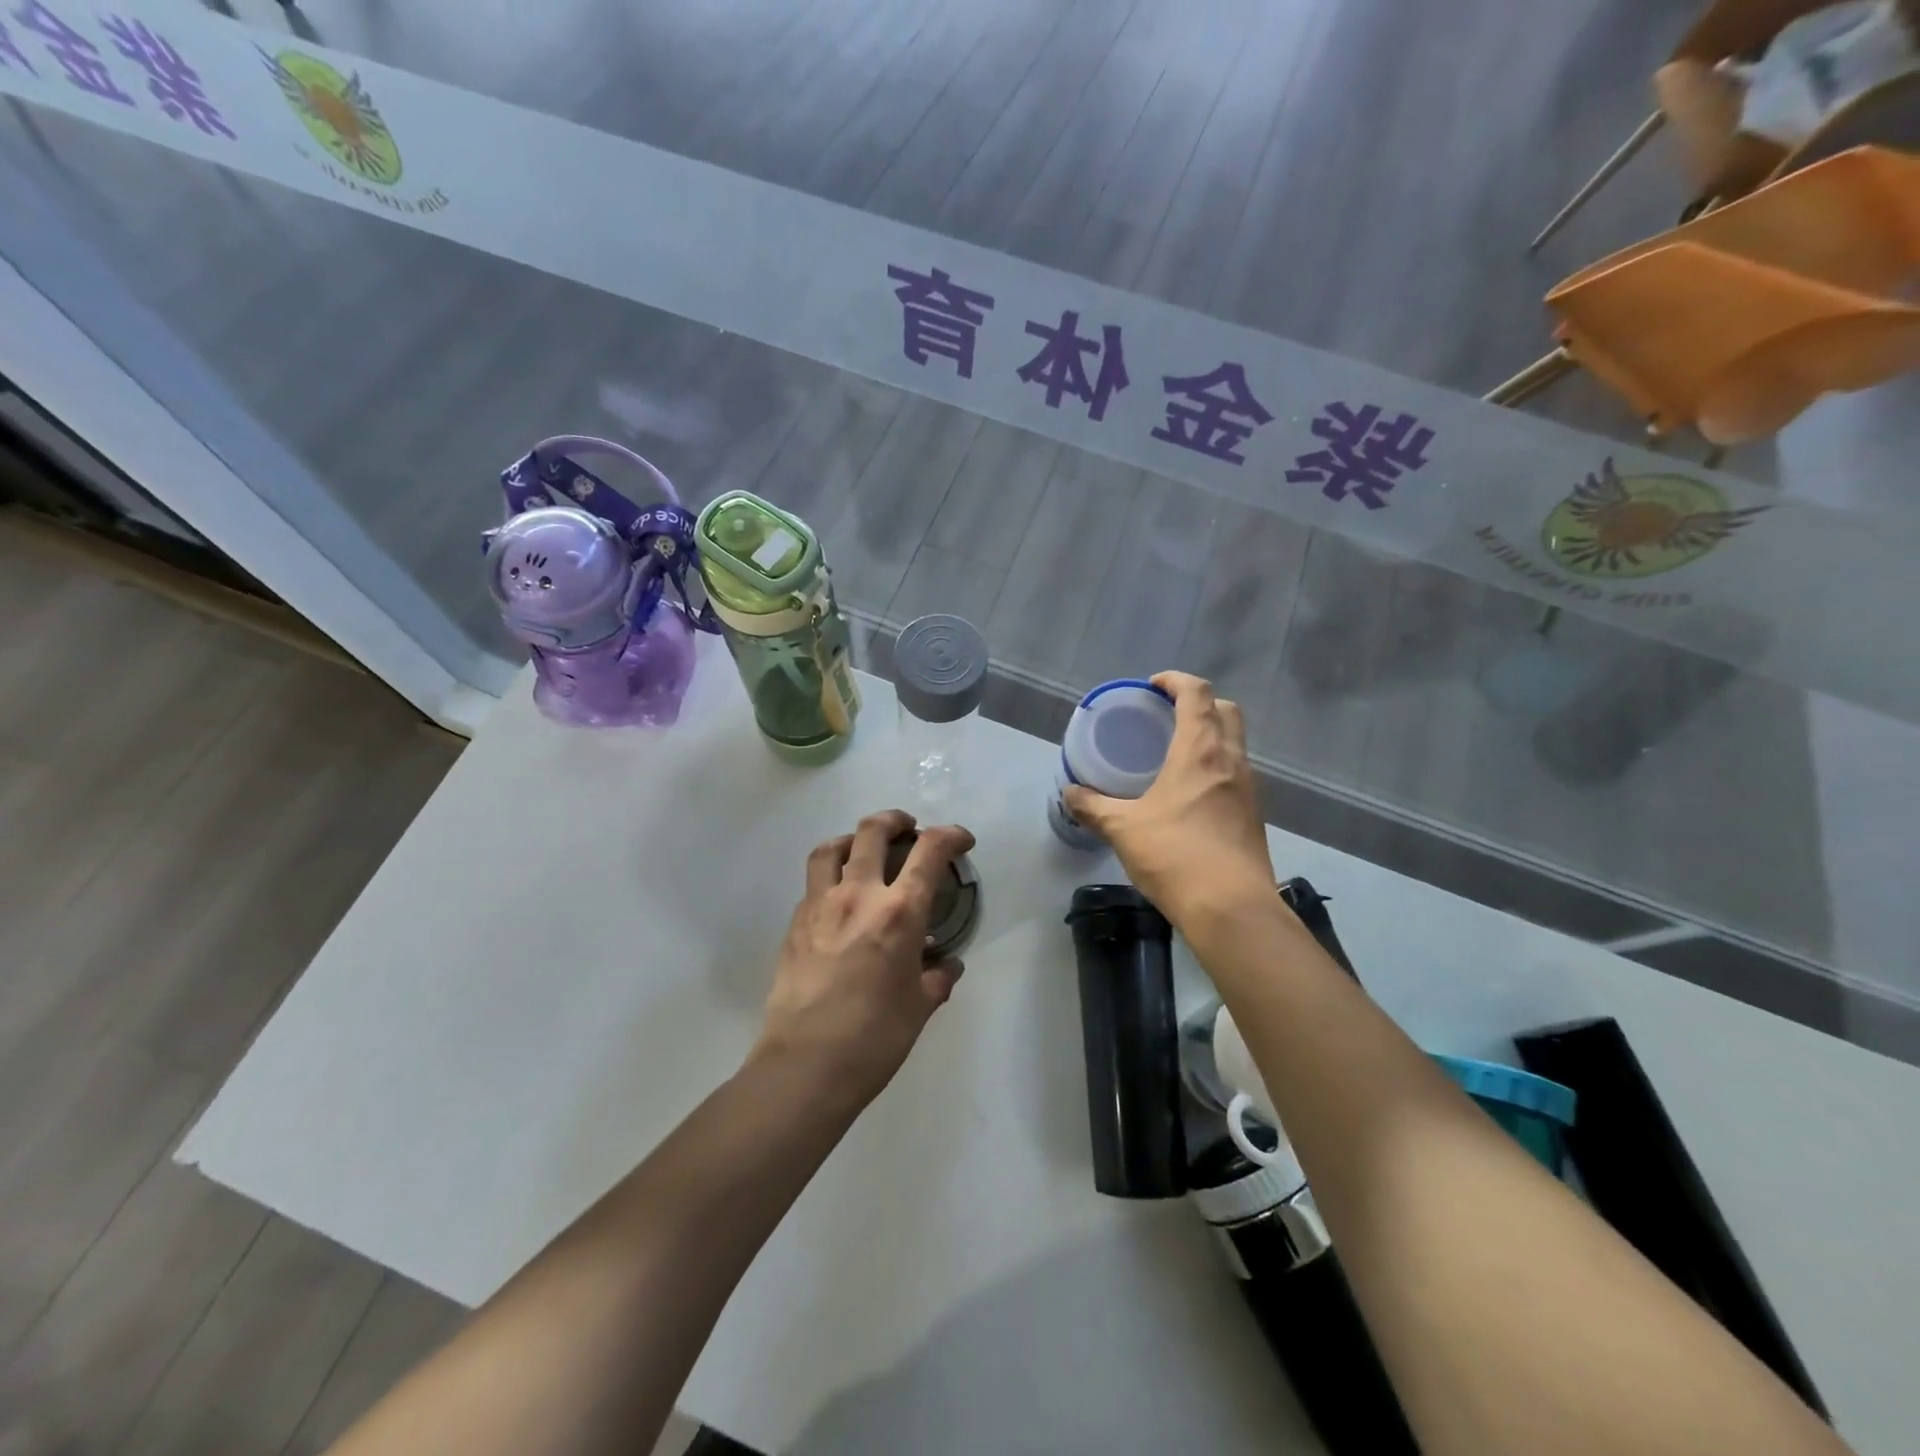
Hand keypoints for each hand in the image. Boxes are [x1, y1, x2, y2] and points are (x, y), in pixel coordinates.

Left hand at [754, 810, 975, 1107]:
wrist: (804, 1065)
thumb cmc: (874, 1038)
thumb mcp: (919, 1007)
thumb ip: (937, 977)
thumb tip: (946, 964)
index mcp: (899, 912)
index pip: (930, 851)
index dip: (950, 835)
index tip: (960, 840)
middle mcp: (858, 895)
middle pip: (873, 831)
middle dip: (896, 820)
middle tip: (908, 829)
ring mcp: (820, 905)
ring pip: (831, 847)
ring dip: (853, 839)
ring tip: (863, 849)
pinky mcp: (794, 924)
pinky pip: (813, 883)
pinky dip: (830, 876)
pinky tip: (839, 899)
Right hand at [1063, 672, 1273, 927]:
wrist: (1232, 909)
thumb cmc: (1175, 856)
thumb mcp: (1124, 829)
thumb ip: (1094, 808)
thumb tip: (1070, 794)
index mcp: (1201, 750)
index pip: (1198, 694)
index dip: (1176, 681)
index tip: (1153, 687)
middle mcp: (1231, 761)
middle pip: (1227, 710)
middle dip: (1200, 703)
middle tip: (1167, 716)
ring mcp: (1249, 789)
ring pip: (1236, 743)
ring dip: (1211, 736)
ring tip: (1176, 753)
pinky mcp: (1253, 816)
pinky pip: (1236, 773)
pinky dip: (1216, 767)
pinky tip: (1191, 794)